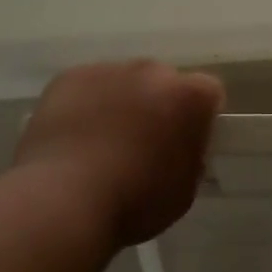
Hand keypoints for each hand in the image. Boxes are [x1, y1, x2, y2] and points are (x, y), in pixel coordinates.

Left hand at [15, 60, 223, 246]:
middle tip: (141, 143)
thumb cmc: (134, 202)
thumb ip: (191, 155)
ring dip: (120, 103)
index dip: (198, 118)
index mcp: (190, 96)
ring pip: (123, 82)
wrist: (62, 200)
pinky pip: (87, 87)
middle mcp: (154, 71)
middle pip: (163, 82)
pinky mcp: (71, 76)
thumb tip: (181, 145)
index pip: (208, 93)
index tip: (184, 142)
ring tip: (100, 143)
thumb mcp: (184, 189)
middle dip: (158, 105)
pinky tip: (73, 138)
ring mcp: (110, 69)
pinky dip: (85, 105)